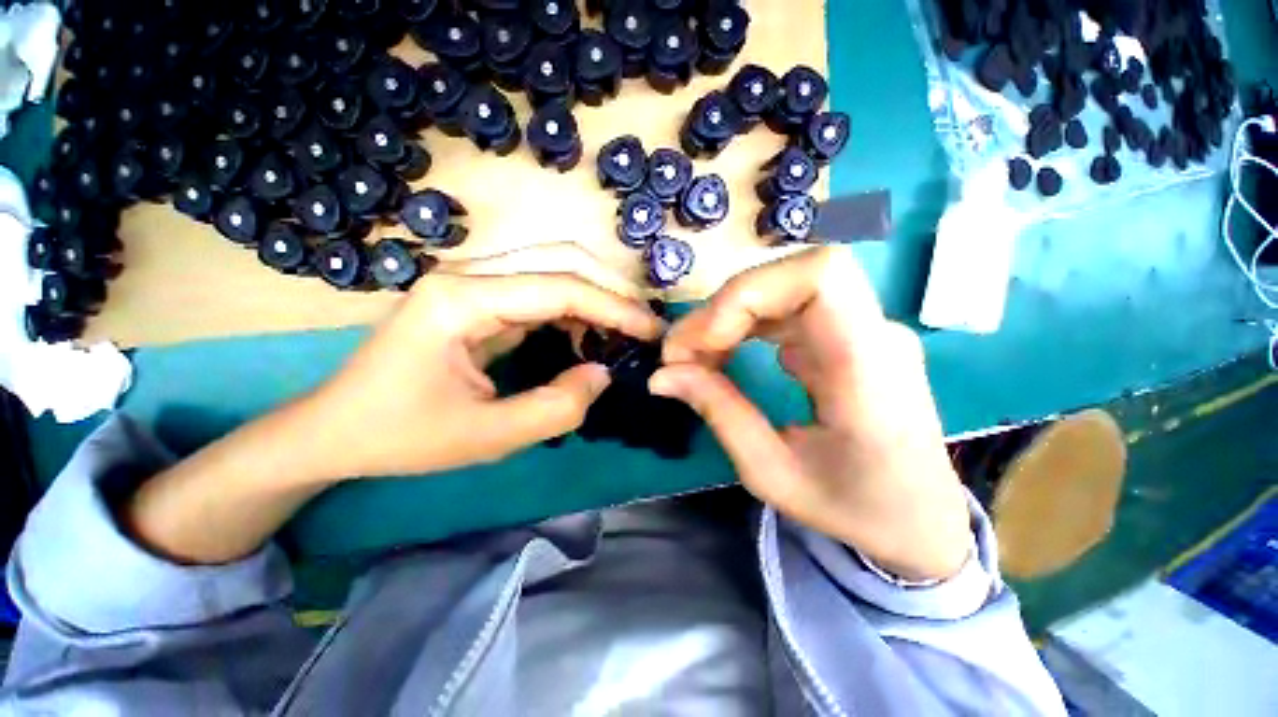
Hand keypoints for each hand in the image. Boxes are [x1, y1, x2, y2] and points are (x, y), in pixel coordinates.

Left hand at [306, 244, 662, 479]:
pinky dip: (574, 310)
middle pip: (561, 260)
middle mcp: (469, 275)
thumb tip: (602, 373)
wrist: (337, 428)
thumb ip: (556, 408)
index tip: (650, 331)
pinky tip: (587, 336)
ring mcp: (472, 282)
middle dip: (611, 291)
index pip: (560, 287)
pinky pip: (539, 291)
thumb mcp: (486, 437)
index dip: (614, 307)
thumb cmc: (402, 435)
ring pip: (554, 270)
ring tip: (622, 334)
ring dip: (596, 298)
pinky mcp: (478, 298)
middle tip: (642, 327)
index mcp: (462, 300)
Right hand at [650, 247, 971, 580]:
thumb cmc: (854, 509)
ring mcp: (864, 331)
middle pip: (791, 275)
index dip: (749, 292)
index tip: (705, 341)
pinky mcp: (846, 337)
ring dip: (729, 316)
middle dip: (724, 308)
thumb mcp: (772, 473)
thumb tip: (662, 375)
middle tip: (682, 354)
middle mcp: (875, 334)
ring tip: (696, 357)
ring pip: (783, 288)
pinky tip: (725, 355)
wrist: (920, 522)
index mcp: (869, 370)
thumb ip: (718, 412)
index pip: (820, 275)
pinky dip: (744, 324)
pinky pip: (787, 310)